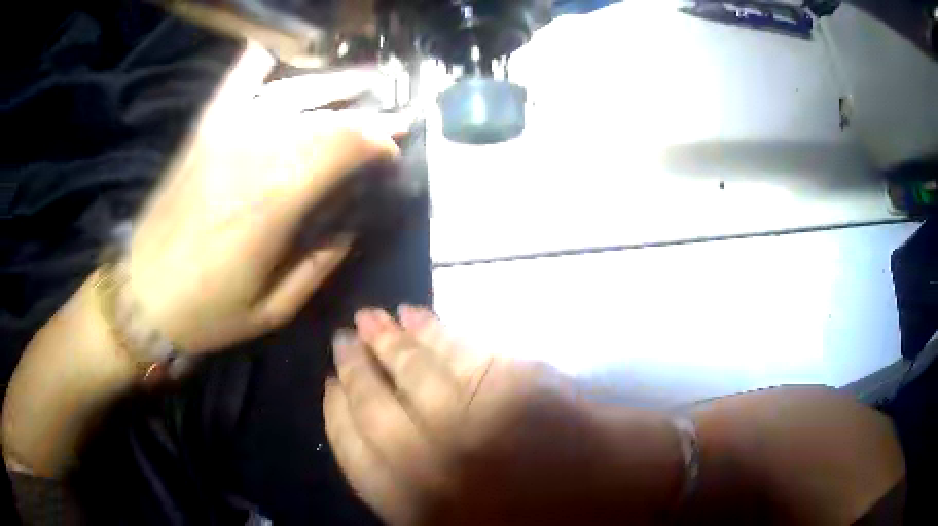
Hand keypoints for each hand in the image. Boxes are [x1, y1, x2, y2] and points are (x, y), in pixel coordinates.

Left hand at [128, 43, 404, 352]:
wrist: (141, 296)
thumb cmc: (206, 312)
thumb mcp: (273, 311)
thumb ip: (319, 266)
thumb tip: (350, 228)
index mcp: (274, 202)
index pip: (345, 144)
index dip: (379, 142)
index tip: (392, 155)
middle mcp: (253, 152)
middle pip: (325, 117)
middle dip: (367, 118)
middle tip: (390, 122)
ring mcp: (224, 133)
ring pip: (294, 94)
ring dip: (334, 88)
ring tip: (363, 83)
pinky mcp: (203, 131)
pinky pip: (237, 81)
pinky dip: (260, 61)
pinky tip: (278, 51)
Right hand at [324, 307, 683, 525]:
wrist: (619, 492)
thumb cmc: (542, 517)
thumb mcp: (459, 519)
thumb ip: (411, 488)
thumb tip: (376, 437)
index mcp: (418, 508)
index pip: (353, 451)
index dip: (336, 414)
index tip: (328, 386)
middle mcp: (431, 467)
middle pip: (373, 408)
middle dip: (352, 369)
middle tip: (341, 340)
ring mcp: (470, 424)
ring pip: (409, 373)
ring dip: (384, 341)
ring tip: (368, 319)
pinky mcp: (510, 387)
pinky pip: (455, 352)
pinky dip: (430, 330)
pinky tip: (414, 315)